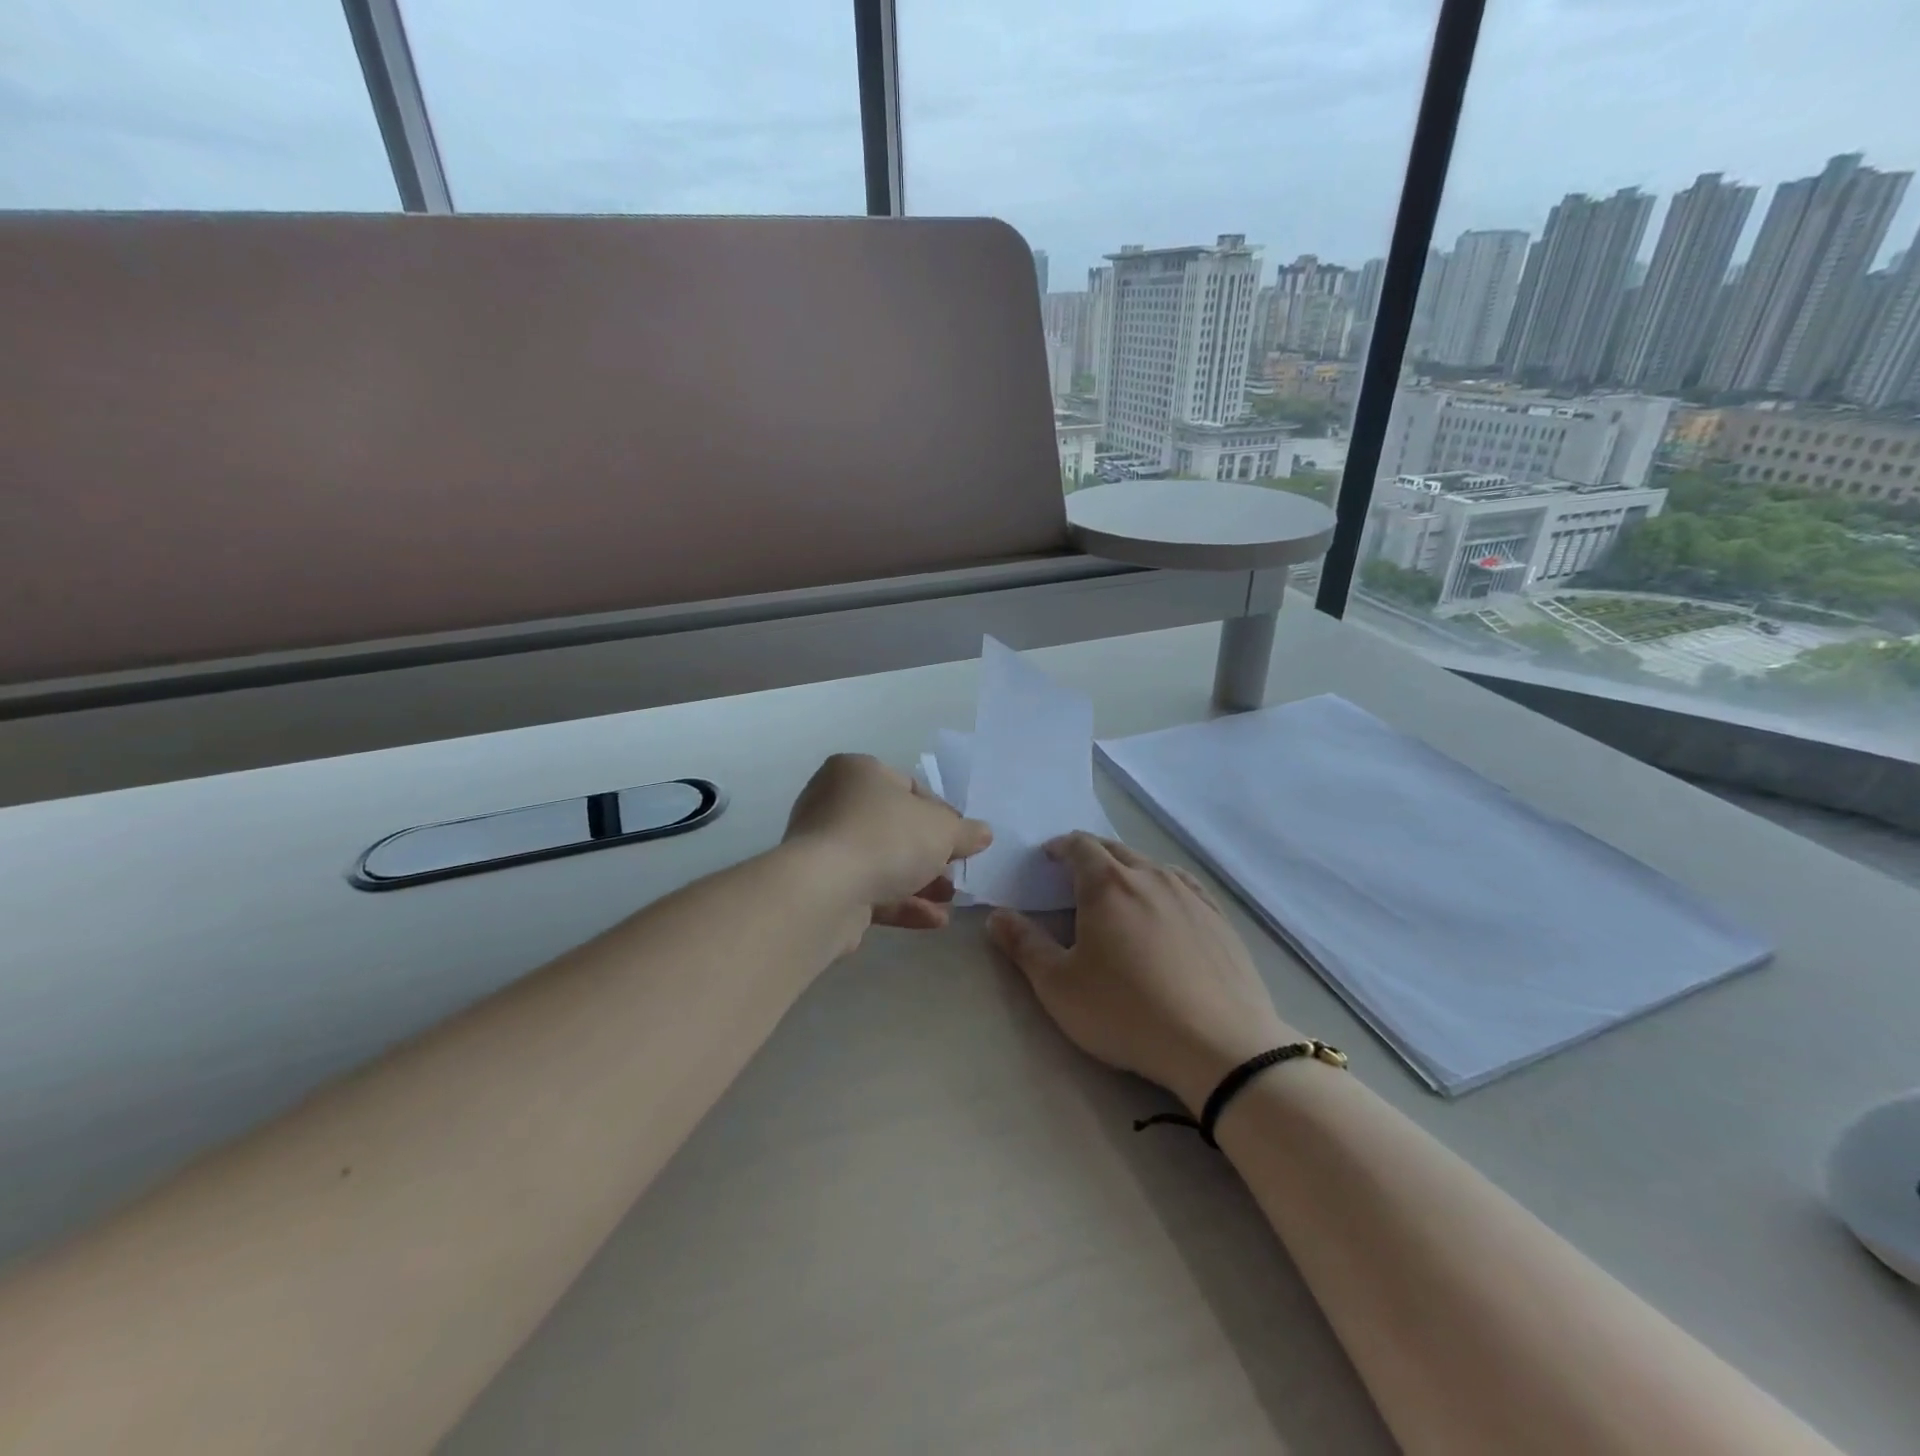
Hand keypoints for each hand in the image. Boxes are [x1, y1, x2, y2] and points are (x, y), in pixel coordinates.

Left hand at [783, 753, 991, 934]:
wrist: (826, 890)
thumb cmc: (887, 838)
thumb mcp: (942, 829)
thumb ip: (966, 831)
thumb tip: (983, 834)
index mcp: (857, 772)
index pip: (908, 788)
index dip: (942, 814)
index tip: (962, 839)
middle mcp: (834, 802)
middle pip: (894, 827)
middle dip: (930, 854)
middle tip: (955, 872)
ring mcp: (824, 846)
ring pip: (881, 861)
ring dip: (919, 882)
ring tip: (950, 900)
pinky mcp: (822, 886)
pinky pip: (868, 889)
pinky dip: (900, 903)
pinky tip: (934, 921)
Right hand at [987, 833, 1295, 1114]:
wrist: (1219, 1044)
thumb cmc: (1127, 1012)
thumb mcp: (1059, 986)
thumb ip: (1024, 946)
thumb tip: (998, 915)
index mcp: (1108, 884)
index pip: (1080, 846)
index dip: (1061, 847)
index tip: (1049, 858)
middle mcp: (1150, 876)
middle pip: (1116, 849)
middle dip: (1091, 854)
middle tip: (1075, 873)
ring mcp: (1190, 895)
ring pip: (1151, 866)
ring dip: (1128, 869)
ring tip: (1118, 891)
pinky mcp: (1219, 918)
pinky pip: (1183, 886)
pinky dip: (1163, 886)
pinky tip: (1165, 906)